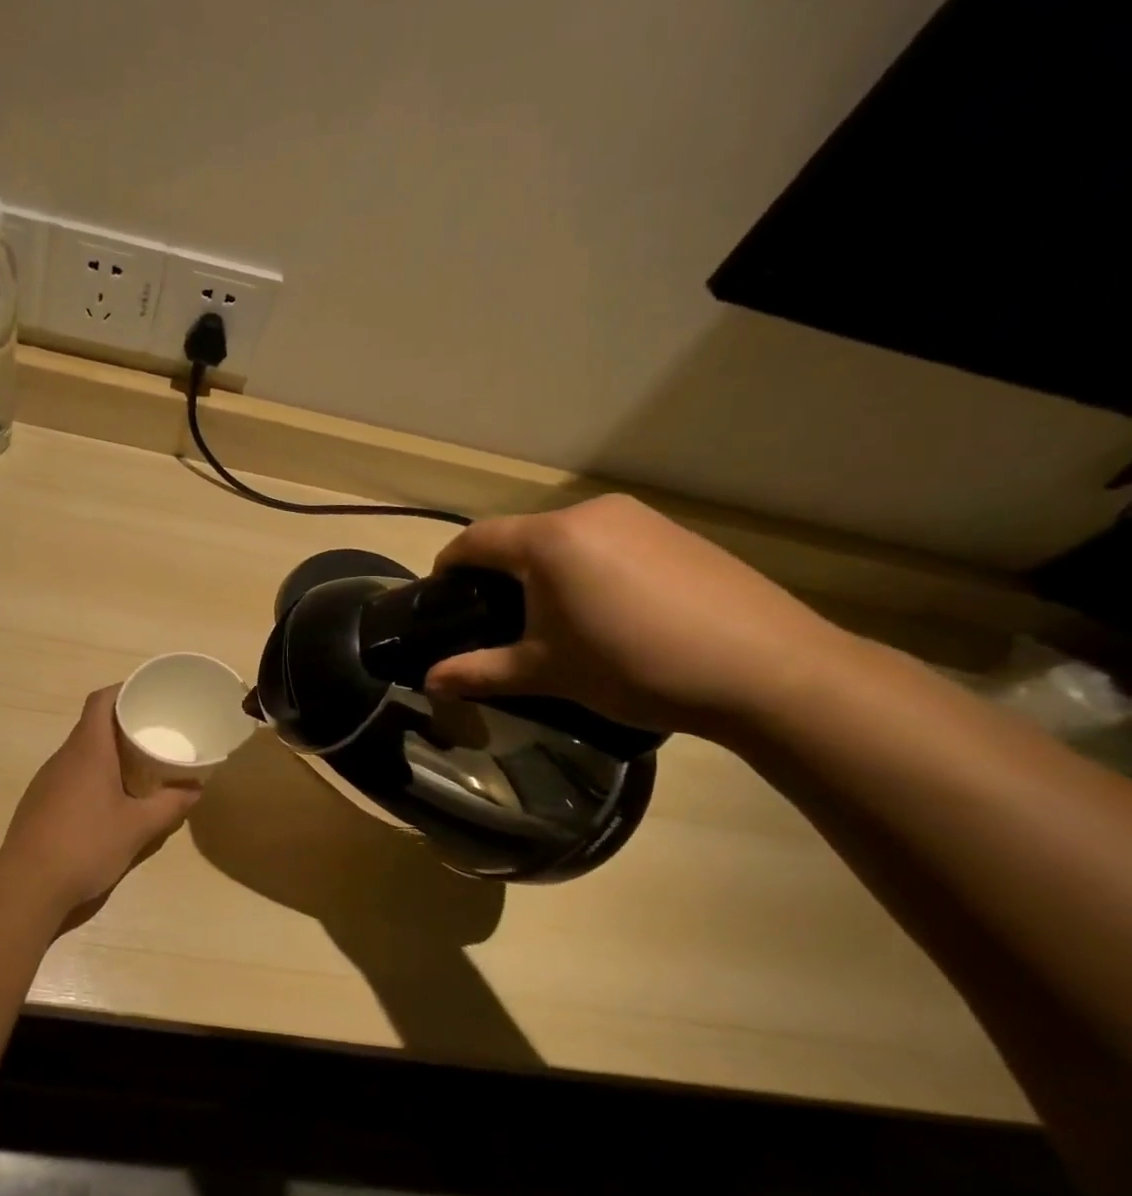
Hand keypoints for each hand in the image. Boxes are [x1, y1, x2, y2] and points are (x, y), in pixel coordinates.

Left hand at [0, 686, 200, 915]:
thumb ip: (170, 806)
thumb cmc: (86, 845)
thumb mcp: (138, 828)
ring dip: (107, 752)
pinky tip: (109, 799)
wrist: (27, 886)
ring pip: (81, 752)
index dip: (123, 690)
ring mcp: (47, 780)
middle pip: (92, 724)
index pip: (100, 701)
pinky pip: (70, 774)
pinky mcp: (39, 802)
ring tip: (138, 765)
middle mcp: (64, 757)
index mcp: (88, 751)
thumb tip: (196, 789)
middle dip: (123, 724)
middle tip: (154, 733)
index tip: (148, 694)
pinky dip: (93, 774)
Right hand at [424, 495, 847, 738]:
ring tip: (556, 619)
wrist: (766, 669)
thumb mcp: (546, 673)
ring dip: (547, 571)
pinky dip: (590, 569)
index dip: (448, 566)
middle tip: (498, 620)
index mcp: (549, 540)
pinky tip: (611, 612)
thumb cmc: (634, 665)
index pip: (476, 539)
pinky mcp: (676, 533)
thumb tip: (428, 683)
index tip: (440, 599)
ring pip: (567, 539)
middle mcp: (590, 513)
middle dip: (500, 573)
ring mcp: (640, 518)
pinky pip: (610, 542)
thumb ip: (480, 672)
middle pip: (522, 537)